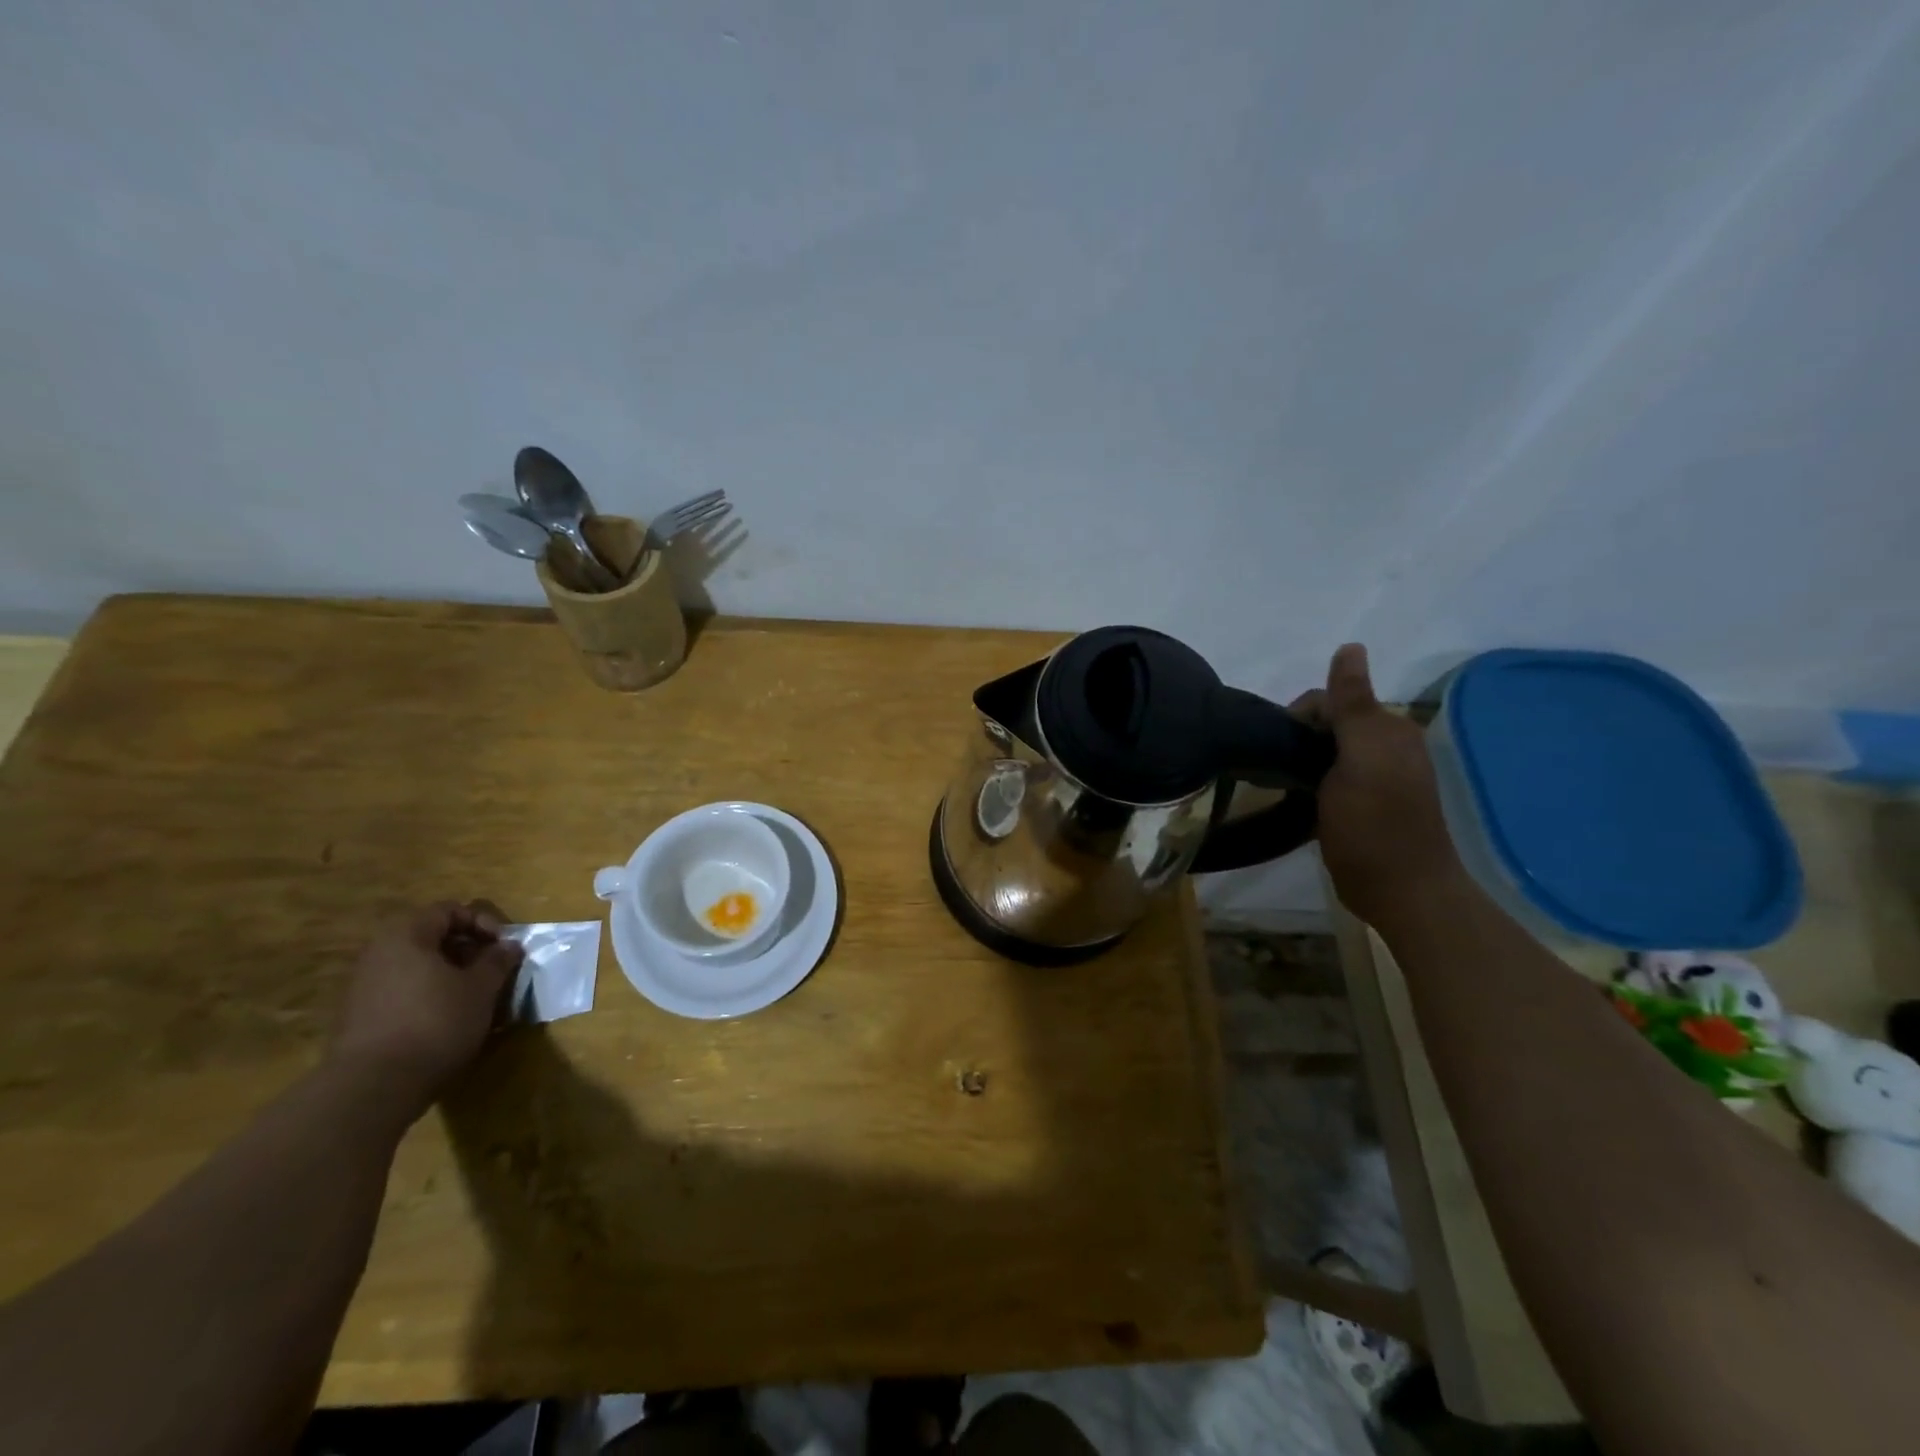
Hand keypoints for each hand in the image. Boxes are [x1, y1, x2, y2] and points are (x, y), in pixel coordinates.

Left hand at [330, 902, 523, 1110]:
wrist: (372, 1086)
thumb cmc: (435, 1022)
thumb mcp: (480, 988)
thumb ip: (497, 961)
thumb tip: (509, 946)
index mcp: (406, 936)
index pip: (448, 910)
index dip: (482, 922)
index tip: (503, 946)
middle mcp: (378, 953)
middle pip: (430, 936)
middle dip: (467, 949)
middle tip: (492, 969)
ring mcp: (363, 986)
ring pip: (416, 965)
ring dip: (449, 973)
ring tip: (474, 995)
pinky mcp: (358, 1016)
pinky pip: (402, 990)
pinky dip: (428, 994)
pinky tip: (448, 1018)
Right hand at [1293, 644, 1465, 924]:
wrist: (1402, 892)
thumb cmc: (1375, 825)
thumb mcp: (1361, 758)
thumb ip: (1352, 704)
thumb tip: (1351, 645)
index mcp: (1389, 729)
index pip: (1331, 698)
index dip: (1299, 717)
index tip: (1278, 749)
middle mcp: (1388, 746)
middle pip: (1328, 723)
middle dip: (1299, 738)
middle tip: (1280, 771)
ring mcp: (1379, 777)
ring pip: (1327, 750)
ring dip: (1303, 761)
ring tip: (1287, 786)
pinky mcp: (1368, 804)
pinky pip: (1331, 776)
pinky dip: (1312, 781)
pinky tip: (1302, 800)